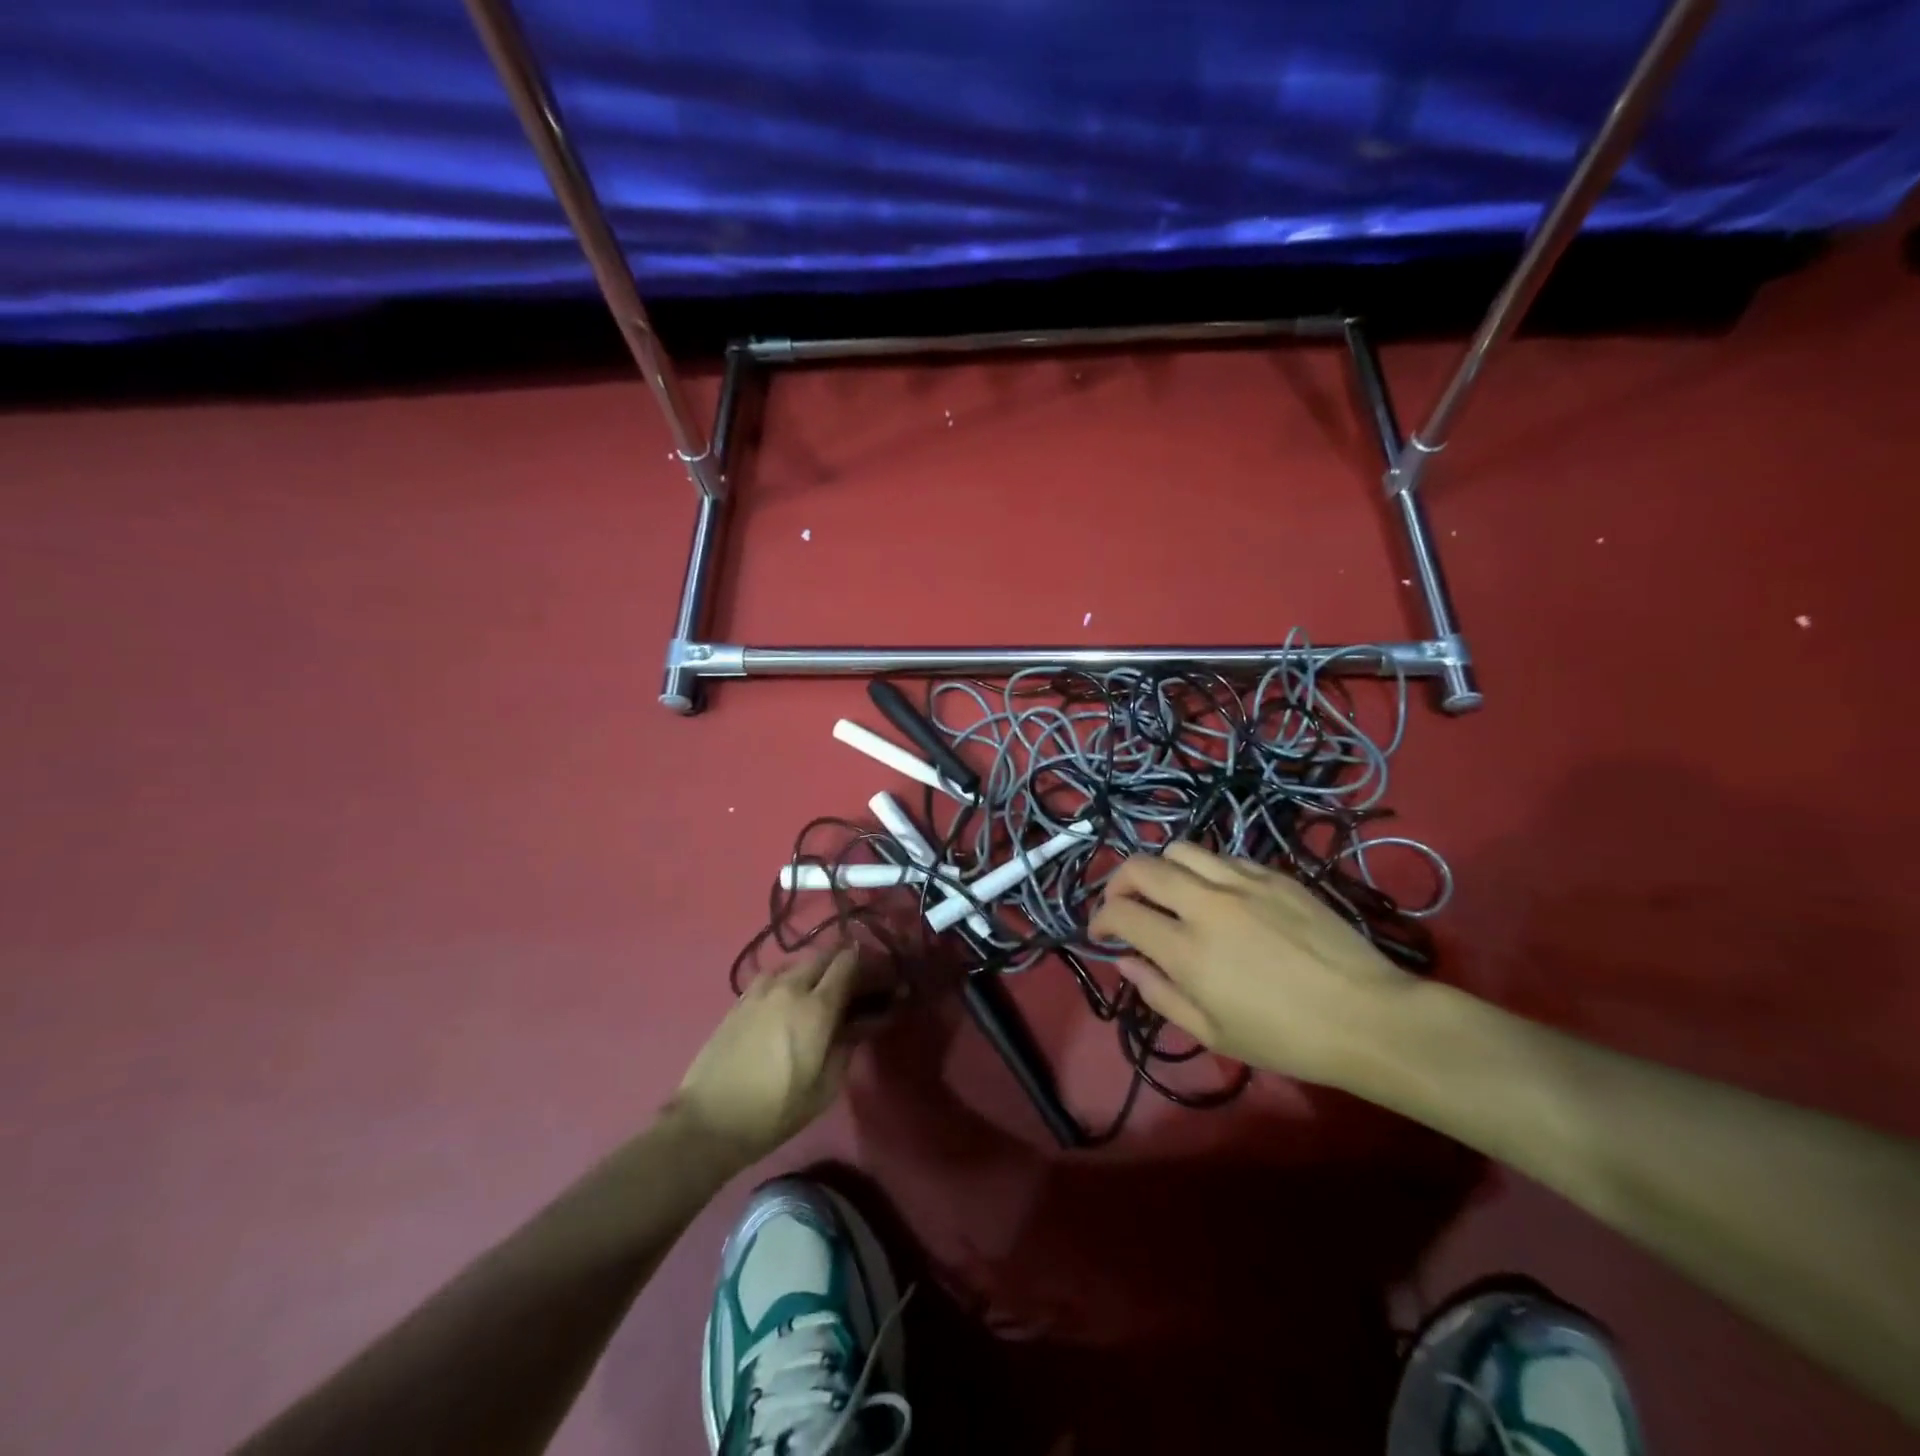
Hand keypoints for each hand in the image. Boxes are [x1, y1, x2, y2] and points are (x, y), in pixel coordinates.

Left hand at [671, 945, 867, 1164]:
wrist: (709, 1121)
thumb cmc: (775, 1111)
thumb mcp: (824, 1089)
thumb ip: (847, 1048)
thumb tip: (861, 1024)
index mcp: (816, 1008)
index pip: (847, 964)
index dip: (865, 965)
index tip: (877, 977)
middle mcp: (790, 988)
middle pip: (822, 956)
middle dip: (841, 964)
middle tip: (850, 984)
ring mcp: (761, 990)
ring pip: (796, 963)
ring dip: (813, 970)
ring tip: (817, 991)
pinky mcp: (739, 1000)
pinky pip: (772, 976)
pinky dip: (787, 979)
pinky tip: (785, 999)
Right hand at [1089, 842, 1419, 1088]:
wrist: (1369, 1017)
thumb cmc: (1287, 1039)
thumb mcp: (1213, 1033)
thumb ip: (1160, 993)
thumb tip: (1125, 961)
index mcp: (1186, 949)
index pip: (1121, 912)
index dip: (1099, 919)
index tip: (1100, 932)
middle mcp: (1206, 904)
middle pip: (1141, 867)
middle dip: (1118, 882)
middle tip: (1122, 903)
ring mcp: (1242, 882)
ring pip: (1180, 849)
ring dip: (1161, 869)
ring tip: (1169, 892)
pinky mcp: (1274, 875)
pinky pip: (1223, 857)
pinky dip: (1204, 870)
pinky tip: (1217, 895)